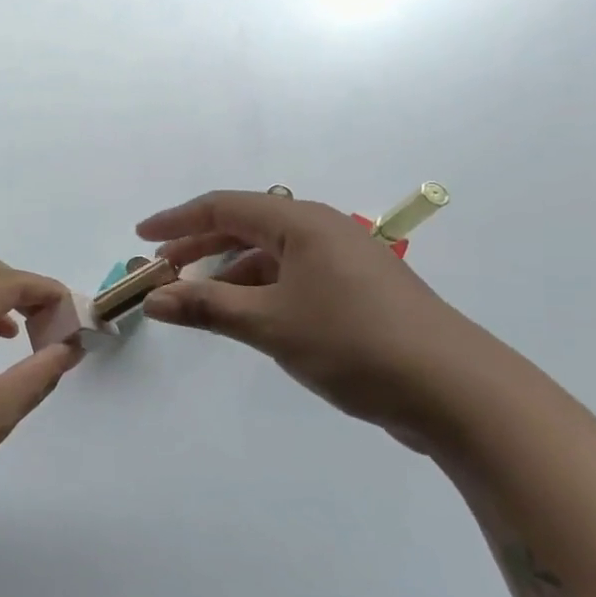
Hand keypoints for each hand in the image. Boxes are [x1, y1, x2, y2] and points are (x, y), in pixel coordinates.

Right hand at [136, 190, 493, 437]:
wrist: (454, 390)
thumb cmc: (353, 342)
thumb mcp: (268, 323)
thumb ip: (205, 307)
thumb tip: (153, 298)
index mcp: (302, 223)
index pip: (225, 207)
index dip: (177, 219)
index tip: (141, 235)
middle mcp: (323, 230)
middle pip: (246, 226)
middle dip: (199, 245)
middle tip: (161, 268)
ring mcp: (344, 261)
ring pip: (270, 254)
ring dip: (228, 272)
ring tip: (194, 298)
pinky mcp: (357, 291)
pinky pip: (292, 276)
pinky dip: (258, 289)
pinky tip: (244, 315)